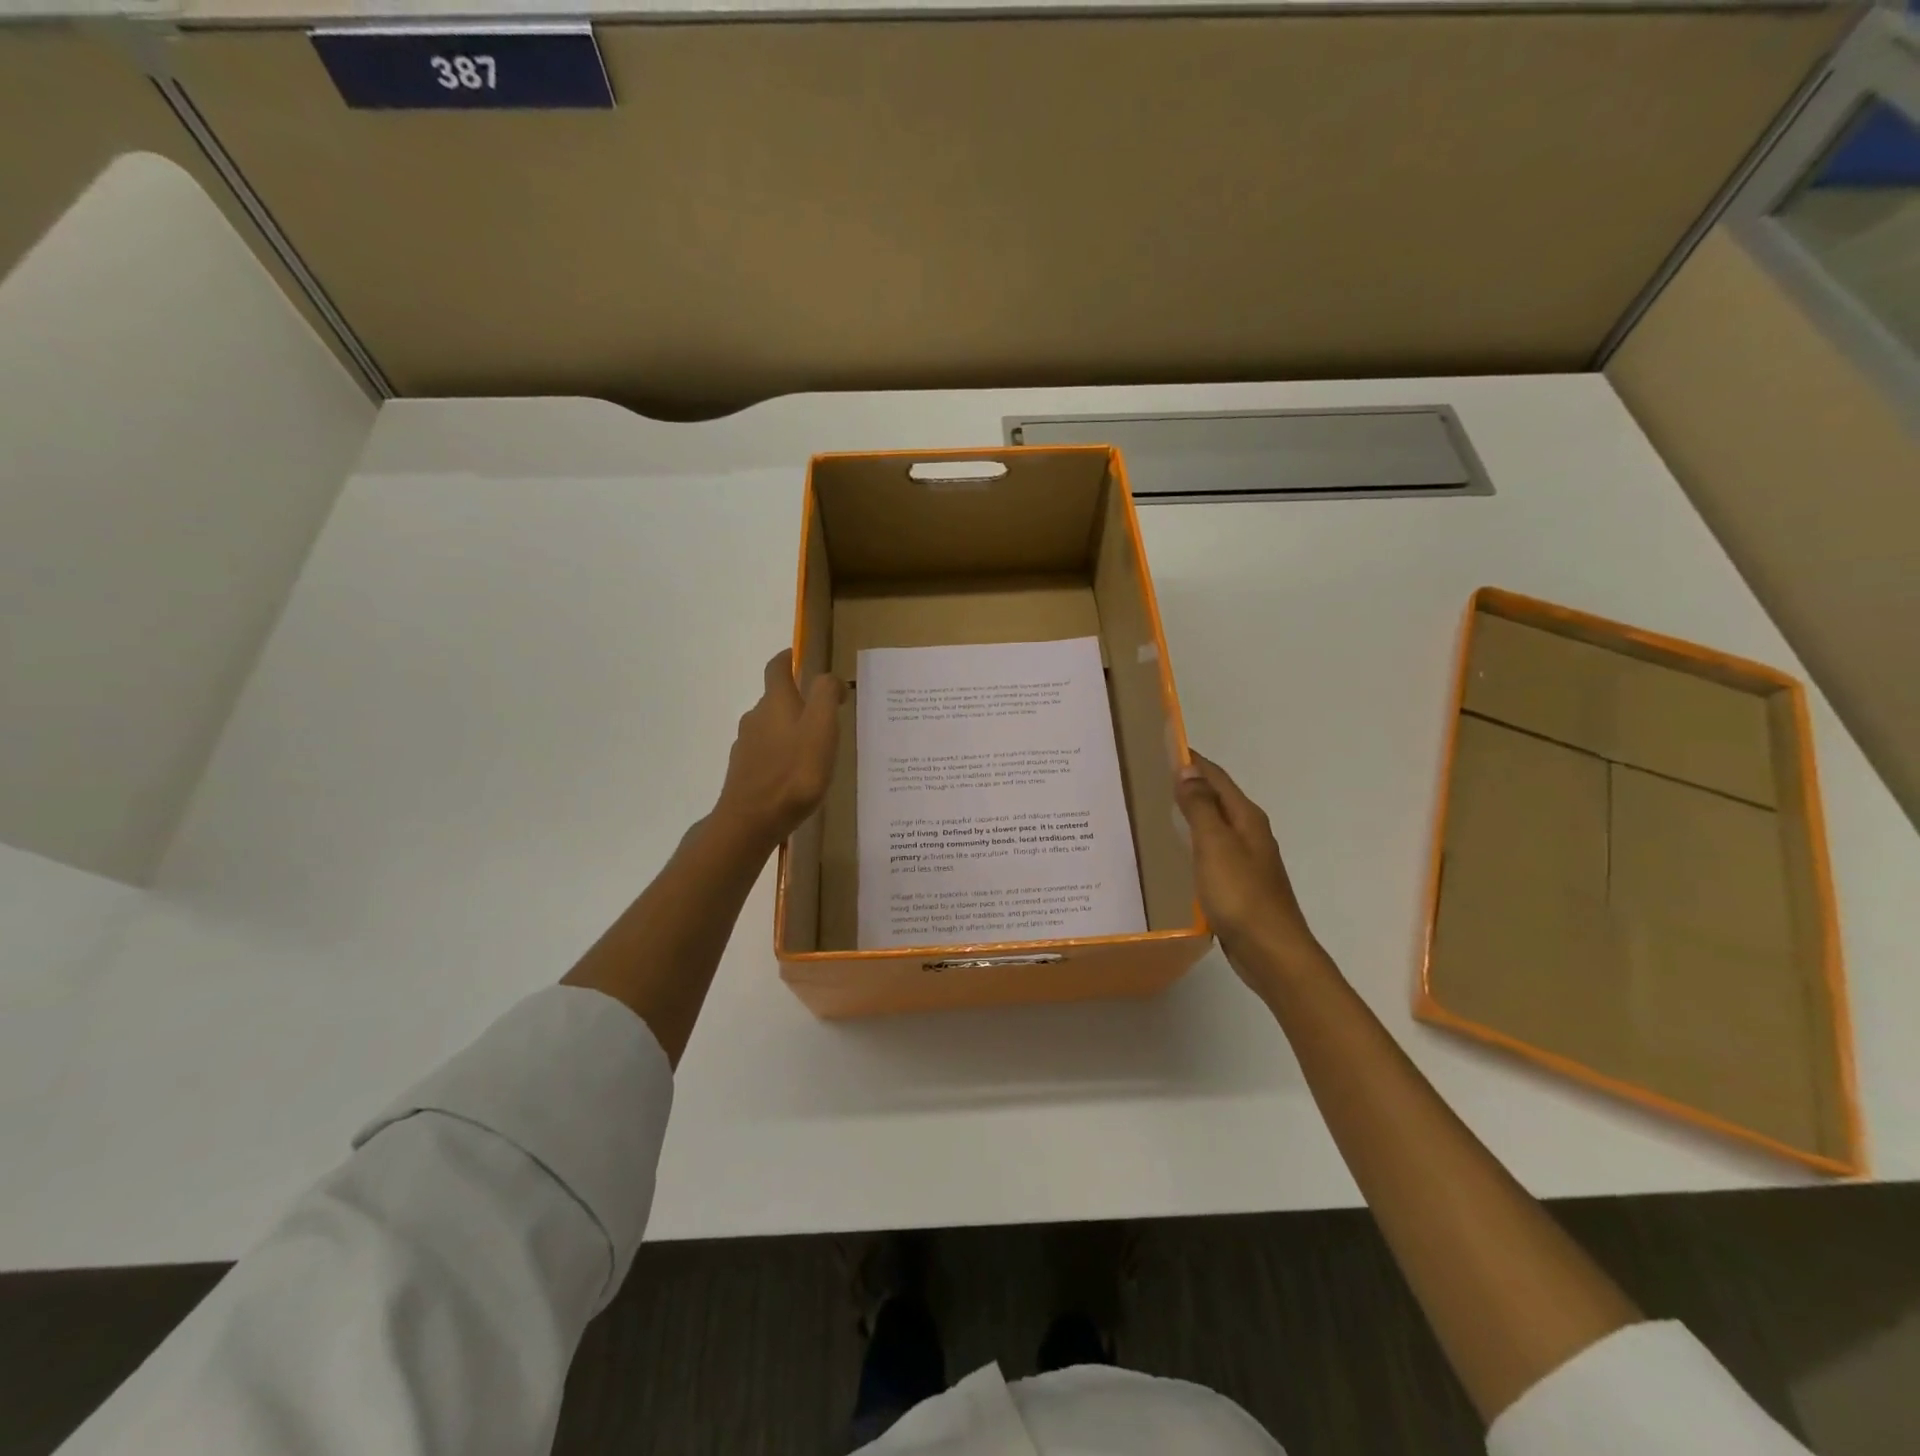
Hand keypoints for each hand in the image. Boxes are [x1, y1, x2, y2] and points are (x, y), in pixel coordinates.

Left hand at [713, 650, 843, 847]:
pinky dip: (781, 755)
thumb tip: (830, 679)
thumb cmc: (793, 772)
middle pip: (775, 699)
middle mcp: (756, 718)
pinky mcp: (745, 773)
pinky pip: (766, 754)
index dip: (788, 658)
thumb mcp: (821, 727)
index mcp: (775, 702)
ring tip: (814, 747)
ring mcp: (746, 747)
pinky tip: (796, 774)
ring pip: (770, 728)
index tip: (800, 656)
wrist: (751, 821)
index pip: (777, 668)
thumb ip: (826, 695)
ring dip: (790, 729)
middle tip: (824, 712)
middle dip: (797, 700)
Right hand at [1174, 752, 1322, 990]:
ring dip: (1190, 814)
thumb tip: (1187, 769)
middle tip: (1150, 777)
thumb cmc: (1241, 895)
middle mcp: (1250, 833)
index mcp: (1246, 818)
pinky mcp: (1239, 885)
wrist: (1272, 952)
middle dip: (1189, 784)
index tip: (1162, 746)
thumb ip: (1200, 807)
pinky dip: (1193, 843)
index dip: (1192, 761)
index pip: (1216, 777)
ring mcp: (1247, 861)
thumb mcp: (1215, 845)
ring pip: (1214, 826)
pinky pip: (1212, 852)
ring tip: (1156, 810)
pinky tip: (1176, 853)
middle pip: (1217, 799)